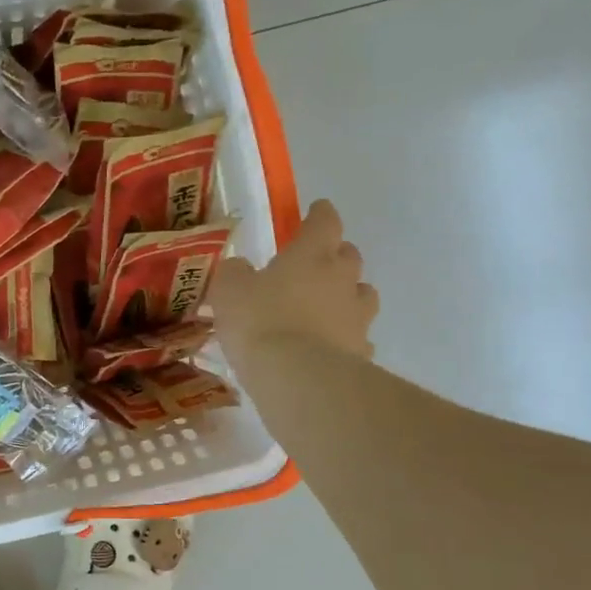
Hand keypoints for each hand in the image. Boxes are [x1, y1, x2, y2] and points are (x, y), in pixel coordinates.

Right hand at [210, 199, 378, 377]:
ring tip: (327, 307)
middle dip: (335, 255)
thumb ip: (235, 273)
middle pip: (349, 256)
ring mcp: (357, 317)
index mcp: (312, 254)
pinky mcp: (362, 353)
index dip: (320, 214)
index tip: (317, 210)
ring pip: (362, 295)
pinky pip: (358, 337)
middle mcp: (342, 279)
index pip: (324, 221)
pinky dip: (346, 337)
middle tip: (315, 264)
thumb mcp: (228, 290)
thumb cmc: (259, 322)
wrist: (297, 379)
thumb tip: (241, 269)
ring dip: (347, 296)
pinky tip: (330, 348)